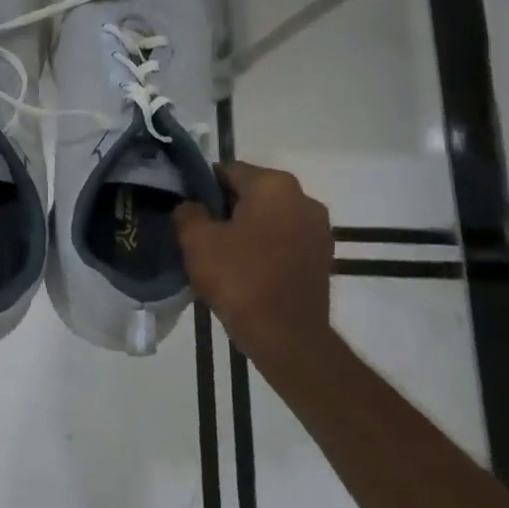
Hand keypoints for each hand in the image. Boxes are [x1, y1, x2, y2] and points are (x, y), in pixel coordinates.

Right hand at [174, 162, 332, 353]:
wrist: (287, 337)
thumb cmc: (240, 278)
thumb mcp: (196, 240)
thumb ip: (187, 211)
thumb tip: (191, 207)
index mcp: (273, 185)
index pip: (226, 170)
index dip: (200, 188)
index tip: (185, 210)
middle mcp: (303, 198)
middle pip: (250, 193)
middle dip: (224, 208)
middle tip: (198, 234)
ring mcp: (318, 229)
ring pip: (268, 217)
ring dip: (245, 228)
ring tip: (220, 254)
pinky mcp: (323, 257)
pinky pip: (283, 240)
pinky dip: (264, 247)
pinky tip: (244, 269)